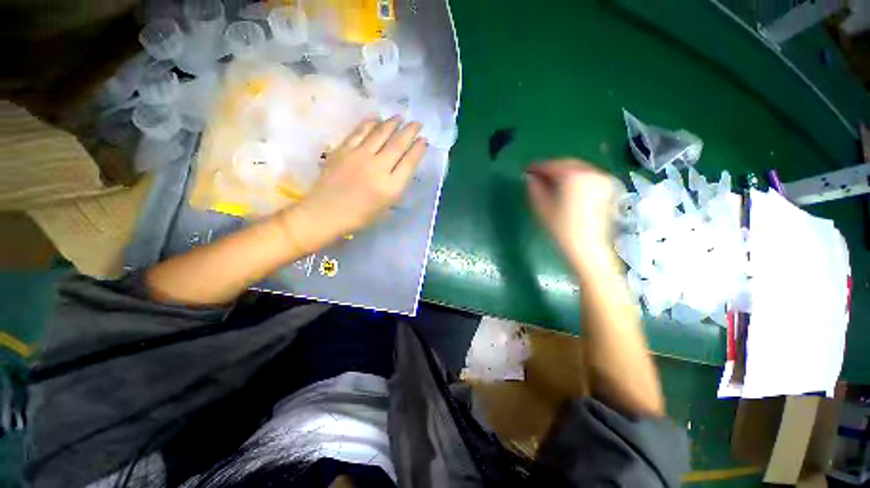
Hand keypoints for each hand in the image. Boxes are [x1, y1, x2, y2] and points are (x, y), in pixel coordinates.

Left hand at [281, 117, 427, 252]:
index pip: (409, 162)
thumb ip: (396, 187)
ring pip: (380, 134)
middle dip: (410, 131)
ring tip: (399, 117)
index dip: (418, 149)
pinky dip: (370, 123)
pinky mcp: (343, 149)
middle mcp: (378, 168)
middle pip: (398, 144)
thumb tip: (402, 168)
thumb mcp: (385, 208)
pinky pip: (359, 131)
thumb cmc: (358, 217)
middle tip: (417, 123)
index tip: (424, 140)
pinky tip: (376, 118)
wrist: (325, 213)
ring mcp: (359, 156)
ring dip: (392, 123)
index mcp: (391, 187)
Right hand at [527, 159, 617, 268]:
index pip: (551, 165)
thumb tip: (530, 177)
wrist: (588, 248)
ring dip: (563, 172)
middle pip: (567, 164)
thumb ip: (534, 188)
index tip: (527, 170)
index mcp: (573, 176)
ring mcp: (602, 179)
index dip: (537, 167)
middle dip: (551, 168)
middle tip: (538, 176)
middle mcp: (591, 172)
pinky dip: (576, 178)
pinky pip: (588, 176)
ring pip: (578, 169)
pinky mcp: (608, 188)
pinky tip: (567, 187)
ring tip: (551, 182)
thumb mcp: (541, 207)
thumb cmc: (561, 229)